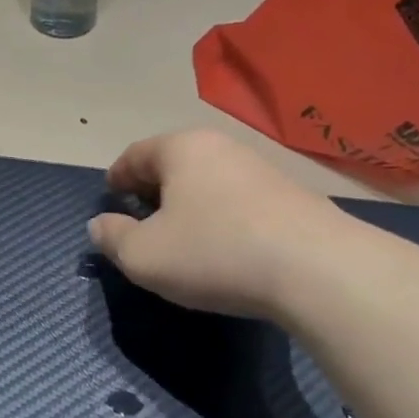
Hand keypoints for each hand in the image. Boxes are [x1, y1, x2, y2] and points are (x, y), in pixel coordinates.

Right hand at [88, 130, 363, 320]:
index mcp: (181, 149)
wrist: (318, 270)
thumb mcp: (144, 256)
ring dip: (188, 202)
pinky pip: (238, 199)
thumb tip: (100, 225)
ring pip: (208, 180)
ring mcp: (261, 168)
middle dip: (153, 188)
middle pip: (174, 162)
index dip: (117, 176)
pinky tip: (223, 245)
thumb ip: (112, 238)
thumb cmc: (214, 253)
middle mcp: (221, 147)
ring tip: (181, 234)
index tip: (110, 195)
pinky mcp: (291, 196)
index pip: (136, 154)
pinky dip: (220, 215)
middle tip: (140, 216)